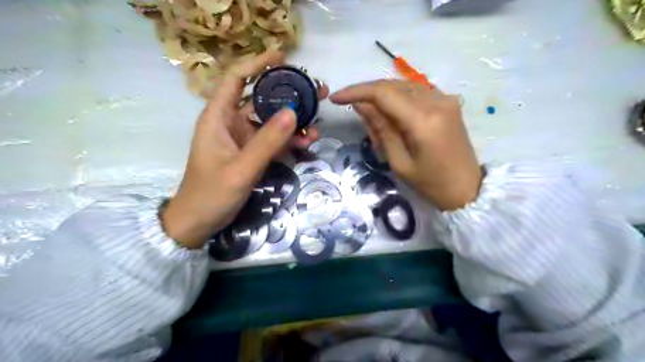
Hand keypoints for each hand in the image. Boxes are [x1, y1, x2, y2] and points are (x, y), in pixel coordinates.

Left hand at [158, 51, 328, 247]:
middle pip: (261, 100)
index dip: (257, 64)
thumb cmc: (210, 194)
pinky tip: (306, 143)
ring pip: (271, 122)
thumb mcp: (240, 169)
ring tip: (317, 125)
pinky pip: (273, 141)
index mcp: (218, 118)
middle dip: (288, 95)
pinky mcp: (250, 154)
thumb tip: (293, 112)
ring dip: (294, 123)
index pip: (236, 79)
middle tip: (316, 92)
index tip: (282, 56)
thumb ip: (267, 142)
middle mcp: (230, 123)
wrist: (198, 223)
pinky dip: (289, 141)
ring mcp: (242, 140)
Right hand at [329, 79, 479, 208]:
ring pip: (403, 86)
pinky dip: (398, 99)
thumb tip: (361, 104)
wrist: (467, 188)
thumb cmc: (430, 183)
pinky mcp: (448, 102)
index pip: (383, 93)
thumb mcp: (398, 161)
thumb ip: (380, 128)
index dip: (356, 91)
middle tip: (351, 109)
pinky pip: (415, 92)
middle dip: (368, 93)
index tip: (336, 98)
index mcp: (423, 119)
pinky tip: (390, 114)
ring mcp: (445, 98)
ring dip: (382, 96)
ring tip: (370, 116)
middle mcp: (436, 100)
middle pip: (392, 85)